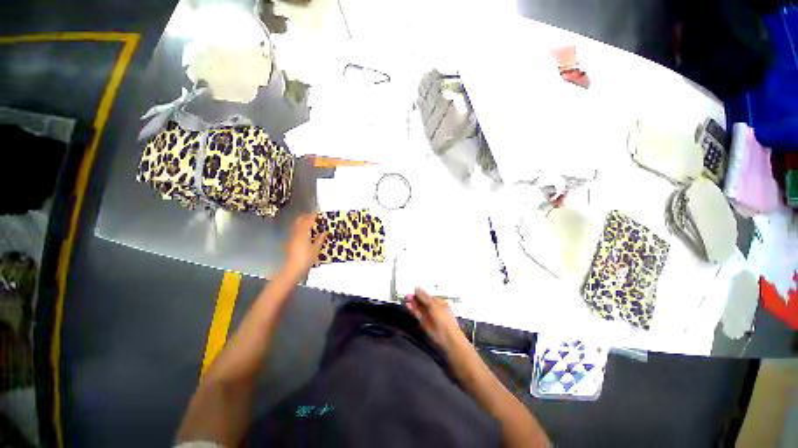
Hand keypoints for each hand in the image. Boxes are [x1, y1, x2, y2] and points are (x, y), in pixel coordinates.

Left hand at [282, 214, 327, 280]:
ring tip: (312, 224)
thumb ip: (320, 239)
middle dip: (307, 217)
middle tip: (315, 217)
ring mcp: (292, 237)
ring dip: (303, 222)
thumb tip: (324, 232)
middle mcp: (296, 233)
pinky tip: (306, 233)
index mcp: (303, 232)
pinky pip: (295, 231)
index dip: (314, 215)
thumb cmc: (306, 259)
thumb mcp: (316, 249)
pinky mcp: (290, 242)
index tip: (319, 212)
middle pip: (300, 220)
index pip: (308, 220)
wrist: (292, 269)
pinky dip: (301, 228)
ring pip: (297, 225)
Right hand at [405, 288, 464, 348]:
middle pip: (423, 302)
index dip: (420, 293)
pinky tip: (409, 306)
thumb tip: (417, 289)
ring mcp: (430, 316)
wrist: (447, 338)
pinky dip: (413, 311)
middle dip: (415, 298)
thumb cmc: (445, 320)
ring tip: (406, 300)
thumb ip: (424, 297)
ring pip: (420, 309)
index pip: (428, 296)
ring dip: (413, 304)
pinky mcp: (425, 324)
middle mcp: (435, 309)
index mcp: (440, 302)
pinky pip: (418, 315)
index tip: (413, 291)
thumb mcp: (434, 305)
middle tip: (408, 295)